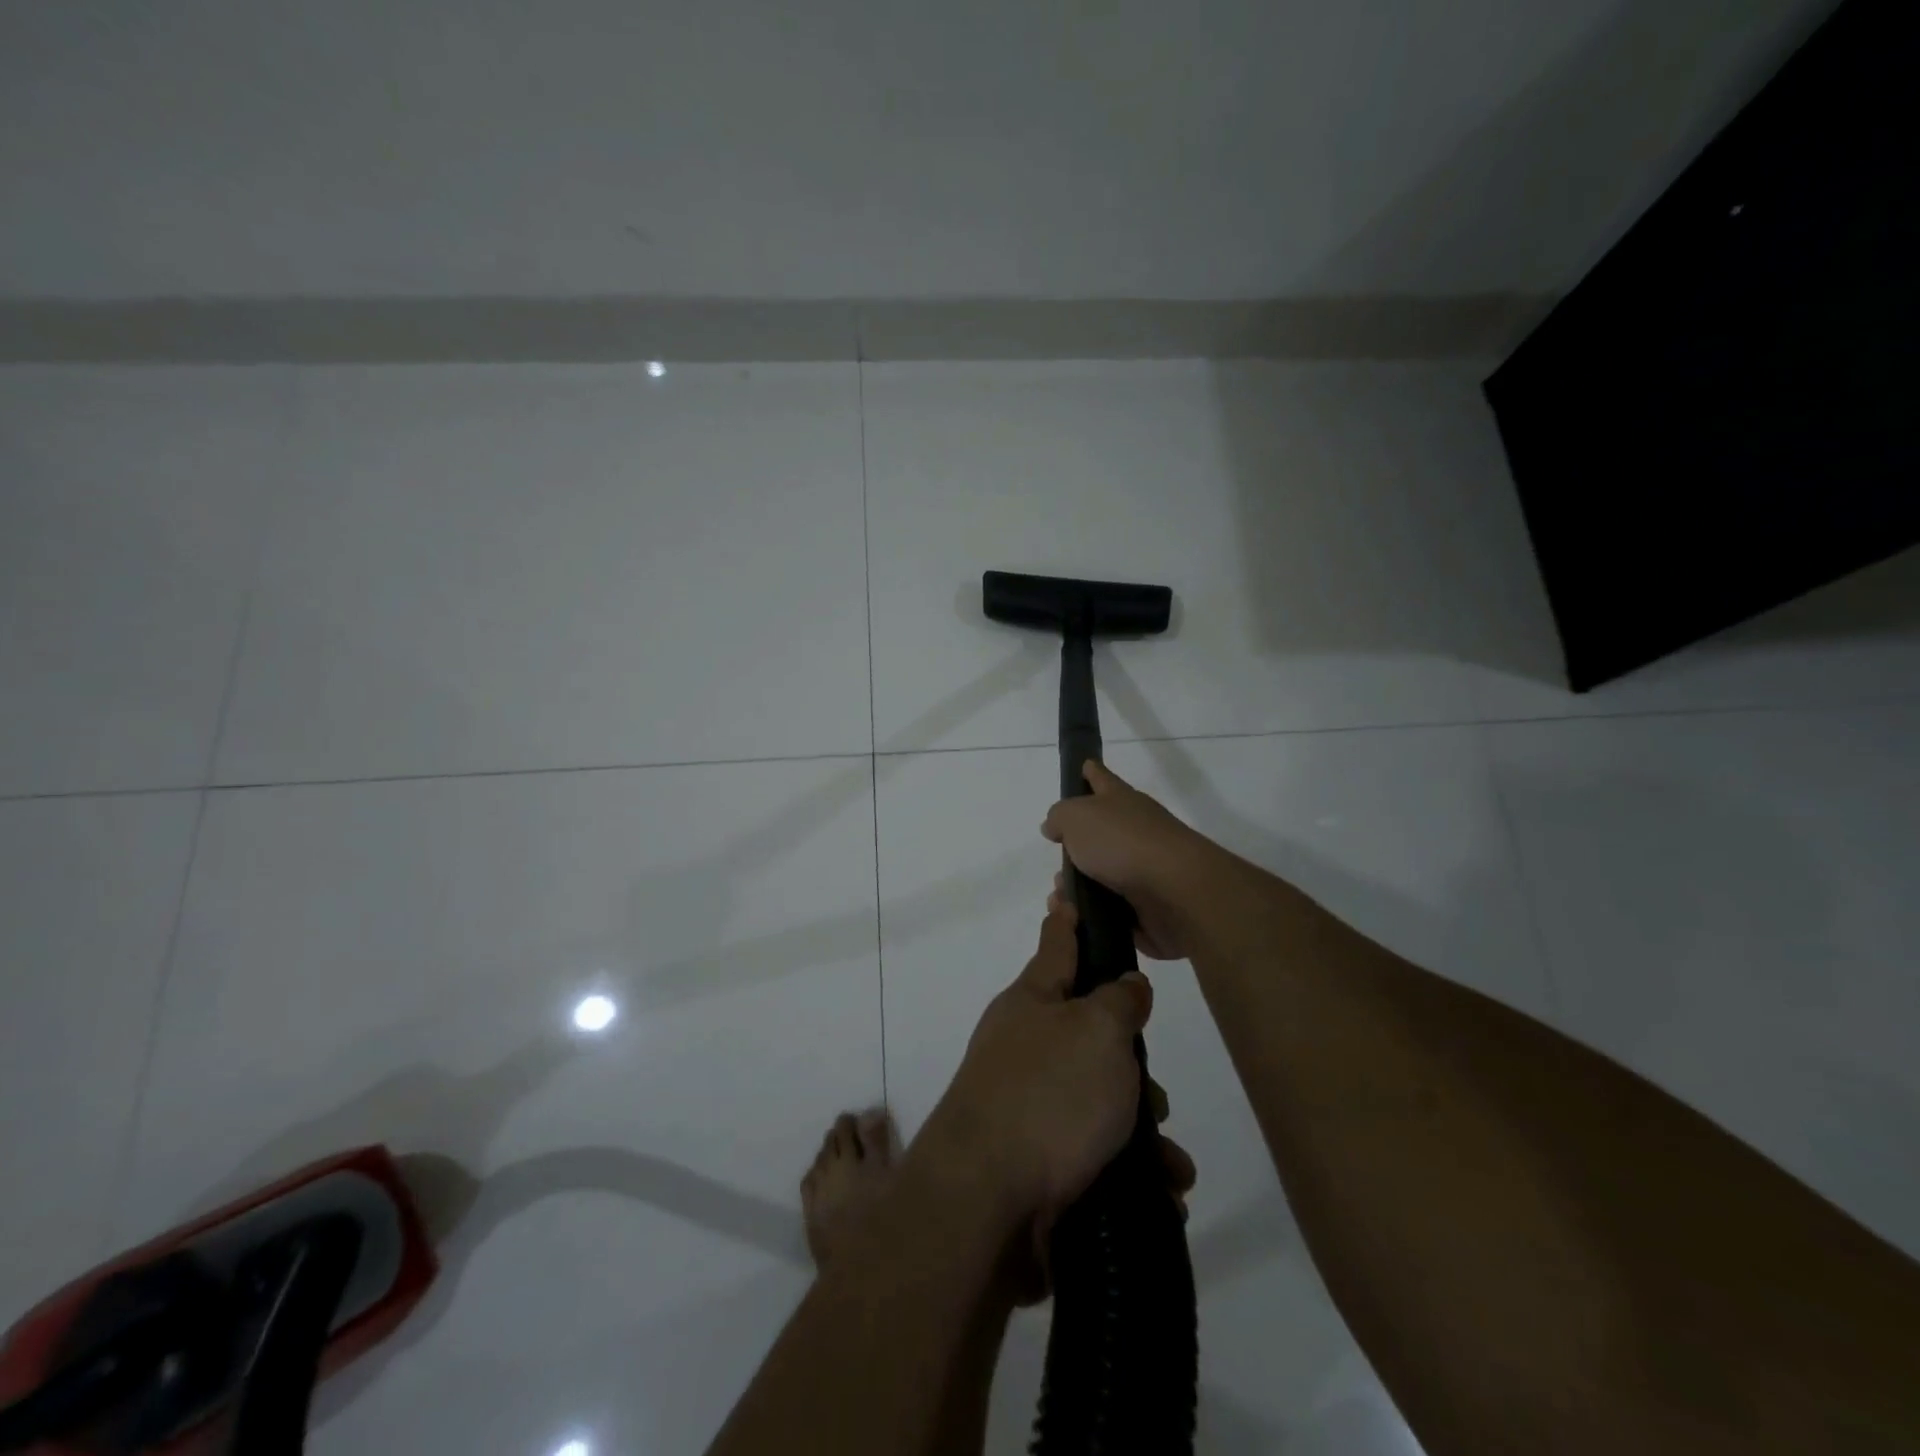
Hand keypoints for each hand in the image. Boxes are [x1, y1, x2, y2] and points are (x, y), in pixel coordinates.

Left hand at [922, 899, 1152, 1234]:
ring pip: (1099, 1097)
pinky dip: (1130, 1169)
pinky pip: (1095, 1151)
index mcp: (1032, 1001)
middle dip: (1130, 1061)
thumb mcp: (1096, 1031)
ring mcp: (1027, 1102)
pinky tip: (1162, 1194)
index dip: (1068, 920)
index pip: (1057, 946)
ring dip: (1140, 1128)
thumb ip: (1119, 1001)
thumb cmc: (1047, 1095)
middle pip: (1090, 1033)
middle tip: (1154, 1090)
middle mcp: (1025, 1045)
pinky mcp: (1037, 1158)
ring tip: (1170, 1160)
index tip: (1065, 893)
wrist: (985, 1202)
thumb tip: (1126, 985)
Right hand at [1042, 760, 1213, 960]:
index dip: (1091, 772)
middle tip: (1056, 865)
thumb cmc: (1122, 842)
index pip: (1101, 779)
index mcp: (1121, 801)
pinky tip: (1075, 920)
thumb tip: (1055, 826)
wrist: (1175, 890)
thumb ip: (1059, 817)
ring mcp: (1144, 869)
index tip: (1084, 765)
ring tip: (1060, 900)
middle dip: (1074, 849)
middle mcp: (1135, 830)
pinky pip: (1112, 911)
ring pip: (1102, 877)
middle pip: (1100, 834)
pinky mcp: (1149, 906)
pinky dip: (1092, 915)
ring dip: (1078, 888)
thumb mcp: (1076, 817)